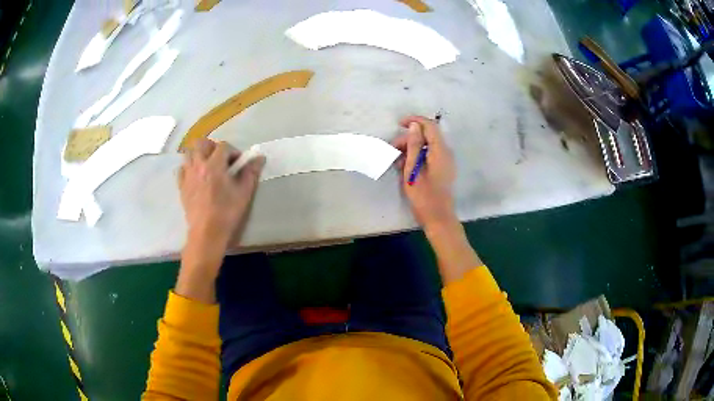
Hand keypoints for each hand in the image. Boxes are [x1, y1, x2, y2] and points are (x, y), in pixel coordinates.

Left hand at [179, 139, 264, 247]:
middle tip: (220, 159)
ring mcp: (187, 175)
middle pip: (201, 143)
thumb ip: (251, 172)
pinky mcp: (181, 186)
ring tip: (207, 166)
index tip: (238, 163)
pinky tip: (196, 176)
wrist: (207, 233)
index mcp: (214, 165)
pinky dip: (188, 168)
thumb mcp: (244, 193)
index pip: (223, 146)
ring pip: (189, 154)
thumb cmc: (227, 213)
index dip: (233, 151)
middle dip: (212, 147)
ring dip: (199, 155)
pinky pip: (181, 169)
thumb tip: (259, 157)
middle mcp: (198, 165)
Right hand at [392, 116, 456, 229]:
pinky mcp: (442, 170)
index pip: (430, 126)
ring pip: (427, 146)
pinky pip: (429, 156)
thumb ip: (414, 146)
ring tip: (397, 161)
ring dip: (411, 149)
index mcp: (440, 151)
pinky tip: (405, 167)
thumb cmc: (424, 196)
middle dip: (409, 139)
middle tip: (393, 150)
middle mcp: (445, 153)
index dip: (415, 121)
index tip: (399, 124)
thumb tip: (414, 126)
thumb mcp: (413, 170)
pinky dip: (417, 157)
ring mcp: (445, 162)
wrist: (438, 219)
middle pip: (427, 136)